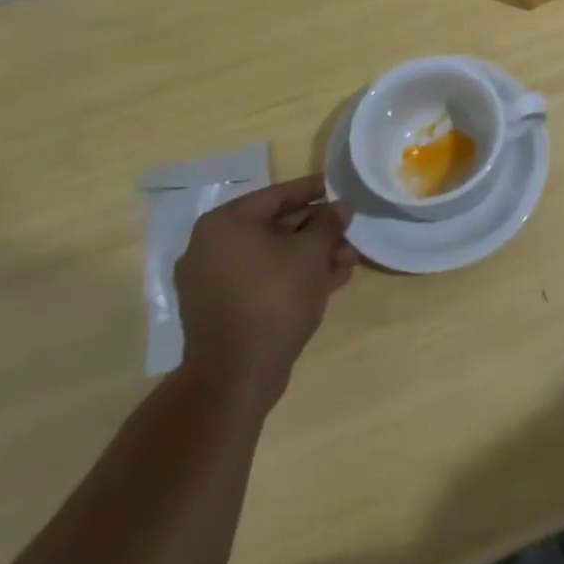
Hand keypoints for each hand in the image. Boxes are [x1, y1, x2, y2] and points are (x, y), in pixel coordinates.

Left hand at [174, 177, 356, 413]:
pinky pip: (263, 280)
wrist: (236, 376)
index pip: (278, 195)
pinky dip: (294, 277)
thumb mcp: (311, 253)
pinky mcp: (221, 310)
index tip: (340, 188)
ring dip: (312, 256)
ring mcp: (213, 282)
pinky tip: (330, 281)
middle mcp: (211, 247)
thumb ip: (328, 223)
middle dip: (318, 231)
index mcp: (226, 224)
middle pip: (276, 227)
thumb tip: (340, 208)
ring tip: (350, 260)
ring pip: (273, 256)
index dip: (314, 190)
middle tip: (351, 232)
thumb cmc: (274, 298)